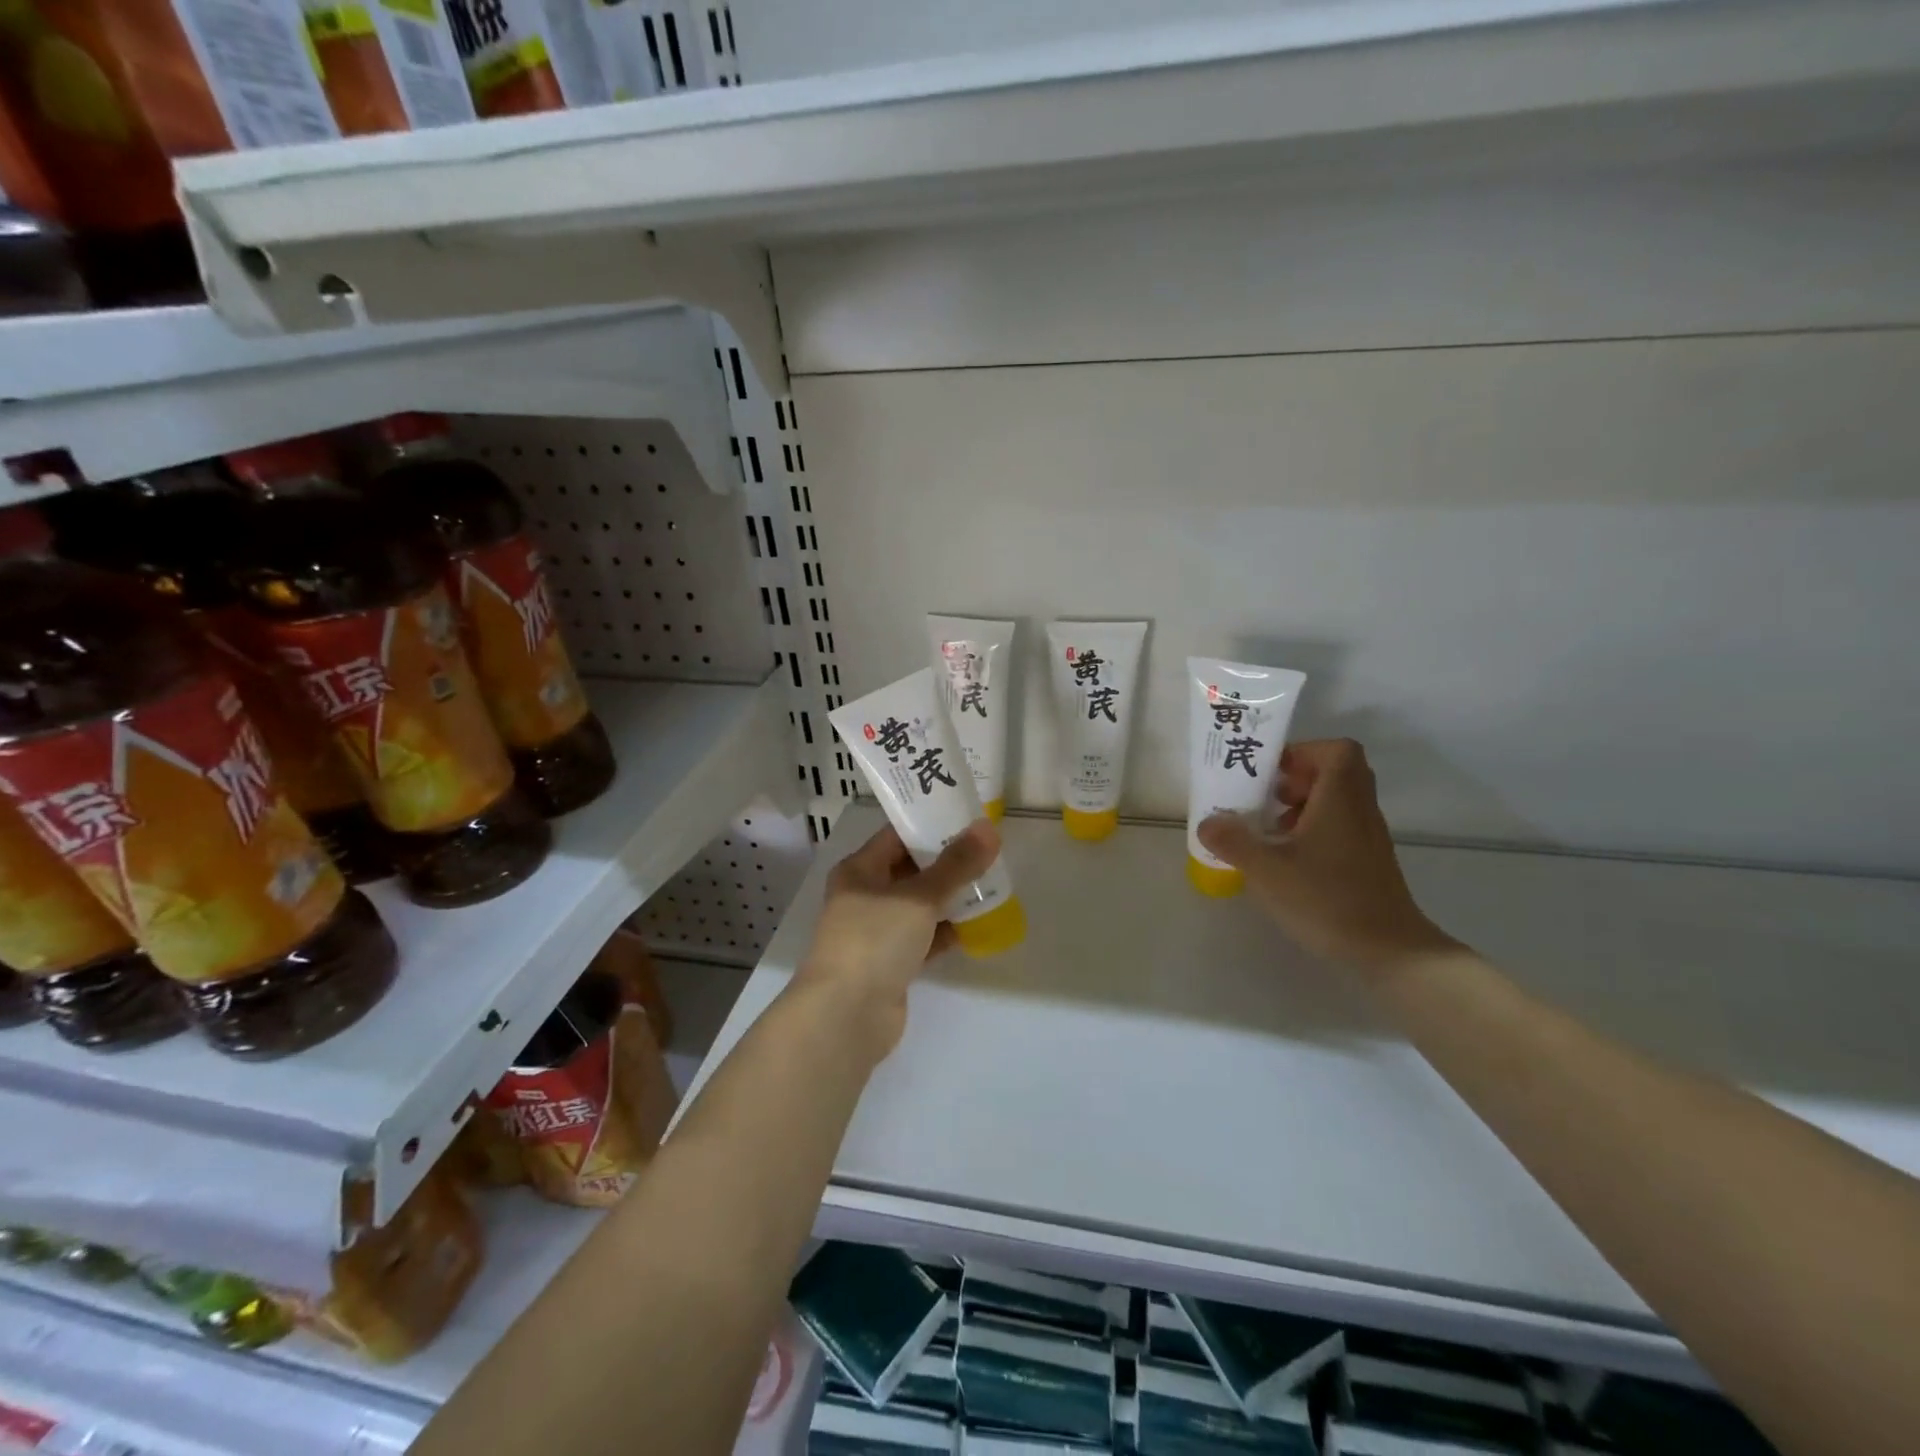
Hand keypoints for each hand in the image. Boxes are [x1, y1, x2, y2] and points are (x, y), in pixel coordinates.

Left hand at [792, 819, 999, 1059]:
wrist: (845, 1016)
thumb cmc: (874, 941)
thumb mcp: (919, 897)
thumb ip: (956, 865)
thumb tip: (989, 829)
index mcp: (859, 870)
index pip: (898, 835)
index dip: (931, 824)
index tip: (969, 818)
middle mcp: (864, 897)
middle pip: (910, 870)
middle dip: (947, 862)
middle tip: (988, 851)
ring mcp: (876, 932)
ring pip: (919, 906)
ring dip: (950, 897)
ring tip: (991, 883)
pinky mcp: (890, 963)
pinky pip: (924, 938)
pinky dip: (946, 931)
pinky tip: (977, 925)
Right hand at [1198, 739, 1459, 977]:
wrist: (1389, 951)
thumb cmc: (1327, 900)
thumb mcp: (1267, 871)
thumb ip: (1233, 842)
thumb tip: (1207, 822)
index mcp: (1340, 800)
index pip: (1337, 750)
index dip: (1303, 751)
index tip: (1272, 772)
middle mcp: (1360, 810)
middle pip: (1337, 771)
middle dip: (1298, 777)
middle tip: (1267, 796)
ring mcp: (1368, 837)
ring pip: (1339, 799)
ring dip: (1304, 803)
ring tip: (1271, 828)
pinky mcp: (1368, 861)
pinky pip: (1341, 825)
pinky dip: (1314, 828)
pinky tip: (1289, 858)